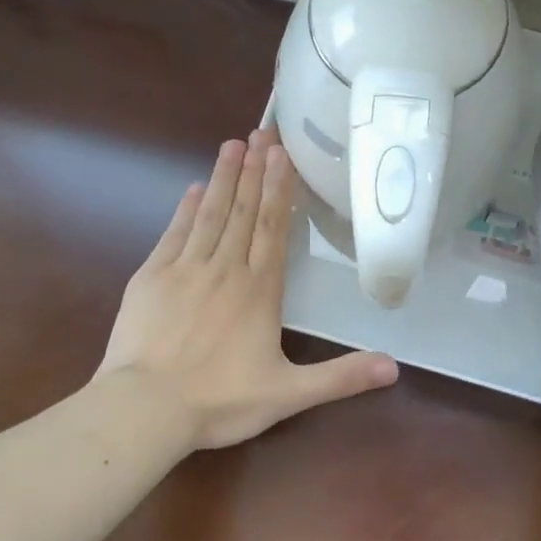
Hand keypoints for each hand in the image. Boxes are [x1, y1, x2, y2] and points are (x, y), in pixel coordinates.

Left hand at [99, 129, 398, 449]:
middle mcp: (226, 268)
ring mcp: (185, 268)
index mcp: (259, 290)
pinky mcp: (151, 277)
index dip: (280, 188)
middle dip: (255, 169)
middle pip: (244, 211)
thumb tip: (395, 367)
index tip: (282, 153)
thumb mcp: (288, 394)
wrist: (145, 409)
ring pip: (211, 214)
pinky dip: (186, 209)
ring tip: (232, 144)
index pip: (274, 227)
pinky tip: (194, 188)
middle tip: (262, 131)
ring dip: (224, 177)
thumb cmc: (220, 401)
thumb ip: (342, 377)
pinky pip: (174, 233)